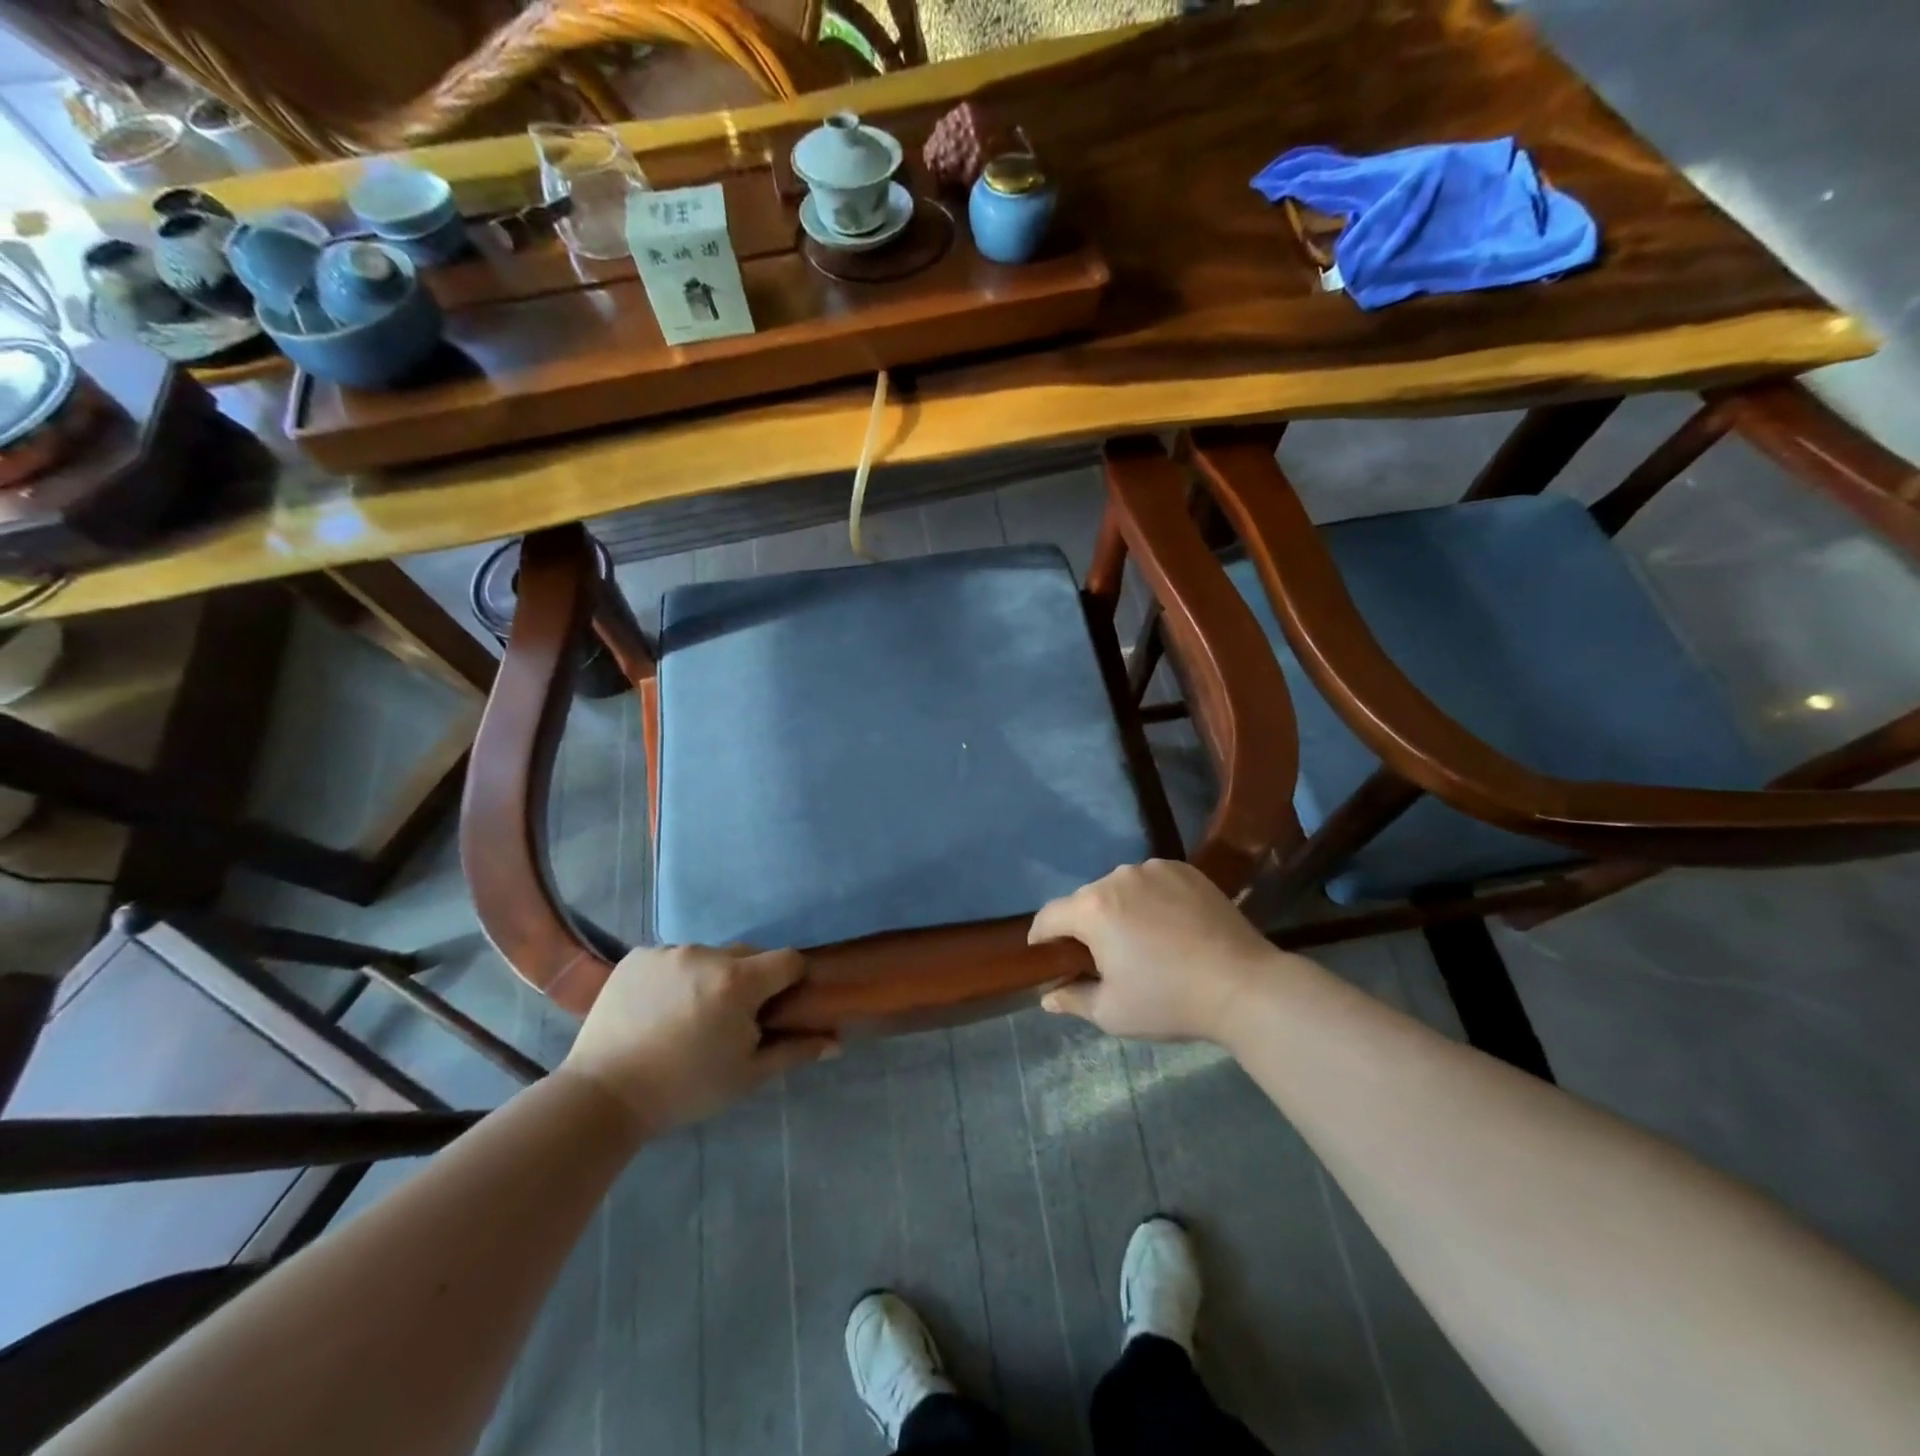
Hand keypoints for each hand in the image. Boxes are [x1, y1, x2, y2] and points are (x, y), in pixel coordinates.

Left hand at [560, 945, 836, 1133]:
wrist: (602, 1096)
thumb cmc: (685, 1089)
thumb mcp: (747, 1076)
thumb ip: (794, 1051)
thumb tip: (836, 1043)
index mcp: (738, 982)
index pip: (787, 960)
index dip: (790, 981)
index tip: (776, 1008)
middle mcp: (706, 955)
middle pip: (748, 955)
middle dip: (749, 980)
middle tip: (730, 1020)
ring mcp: (668, 952)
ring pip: (708, 957)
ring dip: (710, 978)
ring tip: (688, 1017)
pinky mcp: (637, 956)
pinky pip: (672, 958)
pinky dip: (675, 977)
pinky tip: (658, 1010)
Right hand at [1029, 860, 1296, 1041]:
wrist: (1244, 985)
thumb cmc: (1170, 1001)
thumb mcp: (1113, 1013)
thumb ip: (1073, 999)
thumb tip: (1047, 997)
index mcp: (1093, 909)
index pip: (1049, 916)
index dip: (1042, 937)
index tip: (1047, 956)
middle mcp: (1117, 877)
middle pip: (1085, 900)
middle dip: (1084, 925)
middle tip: (1101, 957)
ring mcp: (1154, 868)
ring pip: (1119, 888)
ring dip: (1118, 909)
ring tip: (1139, 940)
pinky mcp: (1184, 869)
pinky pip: (1151, 881)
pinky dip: (1149, 898)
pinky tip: (1168, 925)